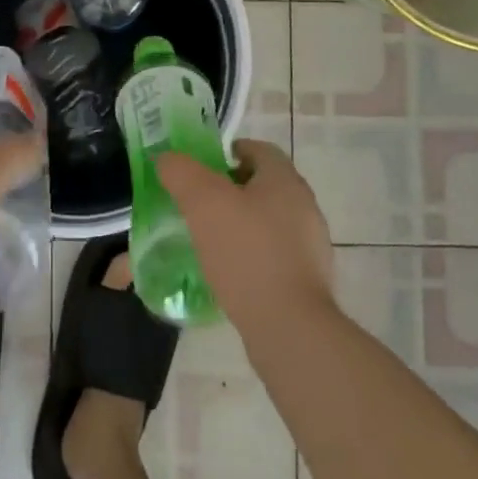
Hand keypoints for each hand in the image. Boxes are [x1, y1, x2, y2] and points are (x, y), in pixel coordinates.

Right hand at [157, 139, 334, 336]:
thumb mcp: (202, 202)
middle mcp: (304, 207)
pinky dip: (250, 257)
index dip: (229, 152)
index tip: (203, 168)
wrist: (290, 328)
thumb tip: (166, 159)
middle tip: (199, 203)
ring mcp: (310, 247)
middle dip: (231, 190)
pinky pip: (273, 256)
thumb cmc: (246, 252)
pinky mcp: (307, 282)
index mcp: (285, 180)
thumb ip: (180, 172)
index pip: (259, 150)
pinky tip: (228, 274)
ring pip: (268, 222)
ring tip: (208, 241)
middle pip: (263, 186)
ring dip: (240, 225)